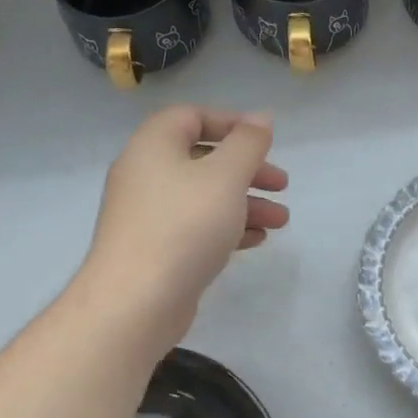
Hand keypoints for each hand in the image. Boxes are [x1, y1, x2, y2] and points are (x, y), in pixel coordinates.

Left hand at [82, 106, 289, 346]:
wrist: (136, 301)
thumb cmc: (184, 226)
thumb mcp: (226, 176)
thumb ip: (248, 144)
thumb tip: (261, 118)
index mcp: (154, 146)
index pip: (191, 117)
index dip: (231, 122)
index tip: (265, 140)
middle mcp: (145, 174)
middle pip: (203, 159)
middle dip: (247, 170)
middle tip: (281, 183)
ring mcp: (147, 214)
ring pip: (203, 196)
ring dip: (245, 203)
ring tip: (281, 221)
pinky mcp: (154, 248)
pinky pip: (195, 226)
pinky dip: (226, 227)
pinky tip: (256, 240)